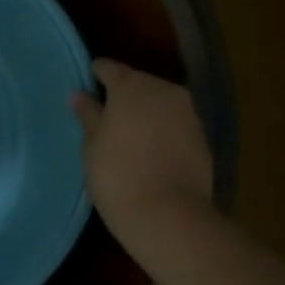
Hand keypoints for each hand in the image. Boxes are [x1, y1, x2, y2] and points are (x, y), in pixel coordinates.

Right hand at [72, 59, 214, 238]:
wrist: (169, 215)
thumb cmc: (117, 174)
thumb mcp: (92, 145)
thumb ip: (89, 115)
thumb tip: (80, 95)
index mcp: (133, 86)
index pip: (110, 68)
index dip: (96, 74)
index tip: (86, 84)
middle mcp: (165, 91)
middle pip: (140, 83)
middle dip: (124, 95)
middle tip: (105, 115)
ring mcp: (189, 113)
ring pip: (160, 104)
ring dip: (145, 113)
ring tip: (127, 134)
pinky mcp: (203, 138)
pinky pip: (175, 124)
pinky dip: (162, 131)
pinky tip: (150, 150)